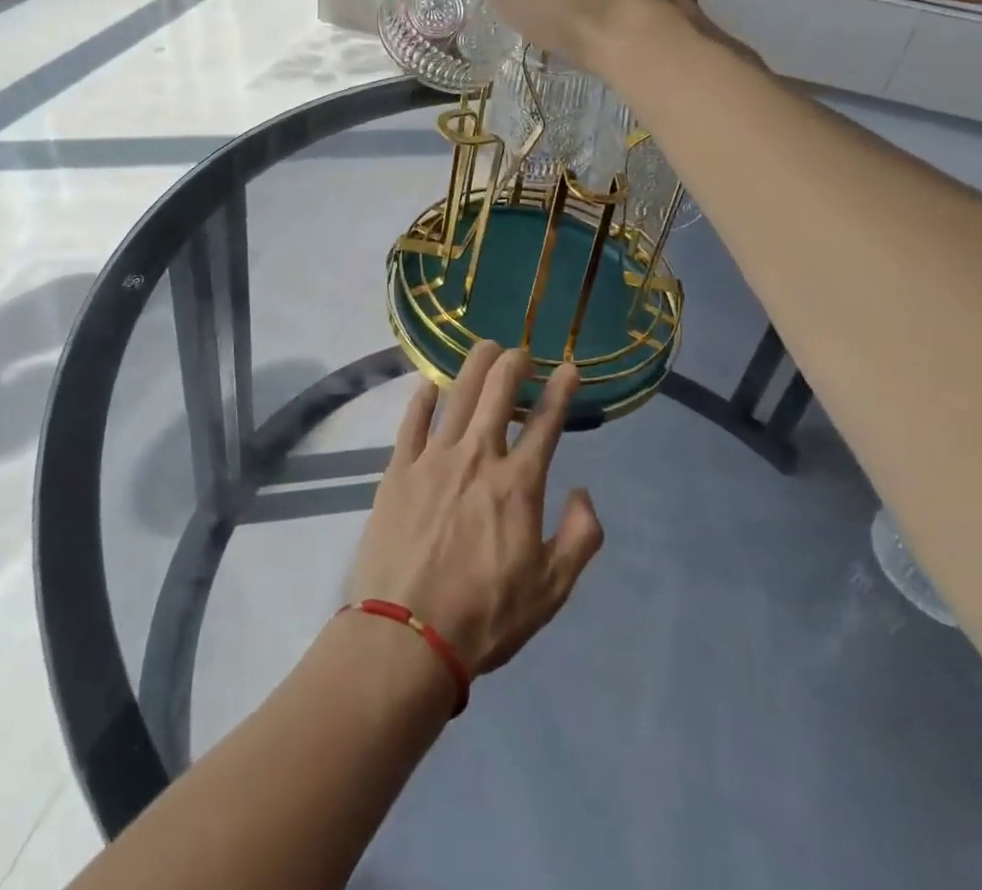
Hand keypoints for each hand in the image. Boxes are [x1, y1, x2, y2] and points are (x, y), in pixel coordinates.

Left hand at [349, 342, 604, 675]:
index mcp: (518, 483)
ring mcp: (433, 459)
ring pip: (456, 396)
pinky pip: (411, 422)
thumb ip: (581, 536)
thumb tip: (583, 490)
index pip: (546, 423)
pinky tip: (429, 384)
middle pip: (497, 393)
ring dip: (474, 366)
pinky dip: (422, 399)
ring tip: (485, 347)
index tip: (570, 369)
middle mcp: (477, 457)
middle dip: (513, 363)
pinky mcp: (398, 469)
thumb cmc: (486, 615)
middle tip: (520, 351)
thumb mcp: (552, 589)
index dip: (561, 391)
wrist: (408, 635)